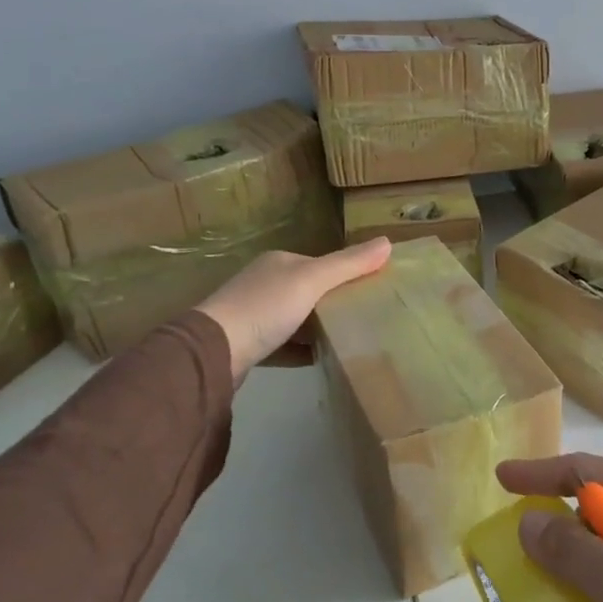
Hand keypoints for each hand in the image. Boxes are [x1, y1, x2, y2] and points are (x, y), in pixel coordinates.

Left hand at [198, 239, 390, 384]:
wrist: (214, 352)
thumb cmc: (265, 308)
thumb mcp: (312, 281)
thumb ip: (349, 264)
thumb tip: (388, 242)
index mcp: (279, 262)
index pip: (321, 265)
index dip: (346, 275)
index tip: (372, 292)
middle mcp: (264, 283)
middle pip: (308, 291)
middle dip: (333, 303)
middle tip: (365, 318)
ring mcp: (252, 315)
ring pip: (296, 318)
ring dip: (317, 328)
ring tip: (348, 339)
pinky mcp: (247, 345)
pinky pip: (283, 345)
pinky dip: (301, 350)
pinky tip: (320, 359)